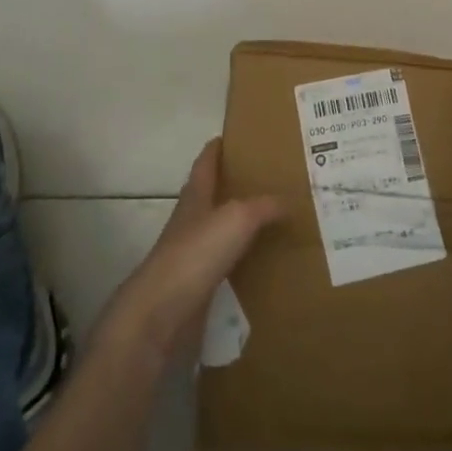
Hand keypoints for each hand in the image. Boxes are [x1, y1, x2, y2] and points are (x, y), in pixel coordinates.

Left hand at [95, 140, 280, 367]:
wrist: (161, 313)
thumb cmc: (195, 254)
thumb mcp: (237, 219)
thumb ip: (264, 206)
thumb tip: (290, 200)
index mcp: (195, 197)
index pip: (205, 163)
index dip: (216, 148)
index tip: (233, 136)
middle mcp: (191, 221)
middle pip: (211, 195)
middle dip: (233, 185)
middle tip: (266, 178)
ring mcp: (191, 255)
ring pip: (219, 230)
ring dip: (239, 223)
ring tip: (272, 219)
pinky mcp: (196, 286)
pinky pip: (225, 264)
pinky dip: (242, 258)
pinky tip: (261, 262)